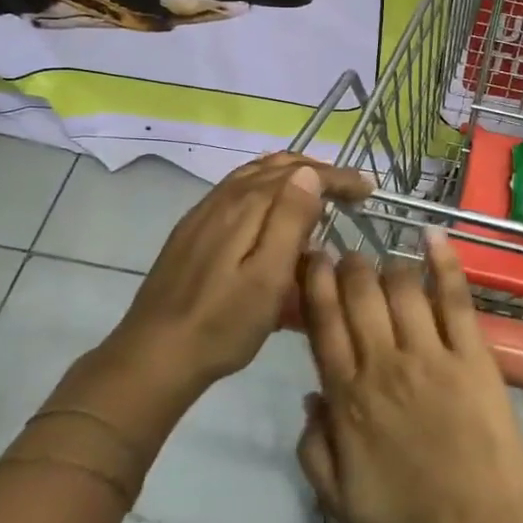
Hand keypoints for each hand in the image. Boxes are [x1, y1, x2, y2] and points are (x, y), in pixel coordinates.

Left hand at [107, 153, 371, 388]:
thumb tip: (310, 173)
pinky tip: (273, 216)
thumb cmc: (222, 324)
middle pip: (274, 167)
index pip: (298, 173)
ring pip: (254, 178)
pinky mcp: (193, 233)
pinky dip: (265, 192)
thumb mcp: (267, 278)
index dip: (337, 176)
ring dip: (290, 178)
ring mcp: (203, 215)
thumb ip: (289, 221)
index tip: (367, 189)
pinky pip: (237, 194)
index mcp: (244, 207)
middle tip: (347, 190)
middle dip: (315, 171)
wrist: (155, 355)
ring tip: (317, 194)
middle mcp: (222, 200)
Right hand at [296, 229, 522, 522]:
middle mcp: (384, 364)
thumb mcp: (340, 502)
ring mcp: (431, 354)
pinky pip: (455, 297)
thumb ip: (314, 448)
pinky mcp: (473, 354)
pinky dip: (444, 262)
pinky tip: (432, 234)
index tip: (311, 259)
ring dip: (387, 265)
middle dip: (348, 265)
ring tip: (383, 260)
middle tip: (346, 255)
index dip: (314, 285)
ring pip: (401, 288)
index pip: (323, 324)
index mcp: (348, 398)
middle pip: (359, 295)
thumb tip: (310, 396)